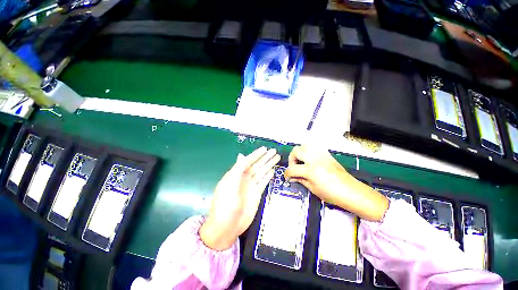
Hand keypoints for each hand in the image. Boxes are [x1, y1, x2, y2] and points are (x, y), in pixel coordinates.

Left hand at [200, 147, 279, 249]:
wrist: (227, 227)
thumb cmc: (225, 204)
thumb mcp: (229, 184)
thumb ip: (237, 169)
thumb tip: (241, 155)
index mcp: (236, 174)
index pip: (248, 161)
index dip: (256, 154)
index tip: (265, 149)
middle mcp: (244, 178)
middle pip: (257, 165)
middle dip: (265, 158)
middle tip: (274, 151)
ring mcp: (251, 186)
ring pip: (262, 172)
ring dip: (269, 165)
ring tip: (277, 158)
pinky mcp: (257, 193)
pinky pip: (263, 181)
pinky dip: (268, 176)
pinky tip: (272, 170)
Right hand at [284, 145, 387, 220]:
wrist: (350, 191)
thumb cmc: (332, 194)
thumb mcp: (313, 189)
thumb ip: (300, 180)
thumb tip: (292, 177)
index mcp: (311, 170)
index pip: (292, 169)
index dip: (287, 174)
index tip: (287, 177)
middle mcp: (314, 159)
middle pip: (296, 151)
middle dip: (292, 159)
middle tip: (294, 167)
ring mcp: (321, 154)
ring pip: (305, 145)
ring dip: (300, 152)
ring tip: (302, 161)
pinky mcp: (327, 154)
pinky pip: (314, 146)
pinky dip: (309, 150)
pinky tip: (310, 159)